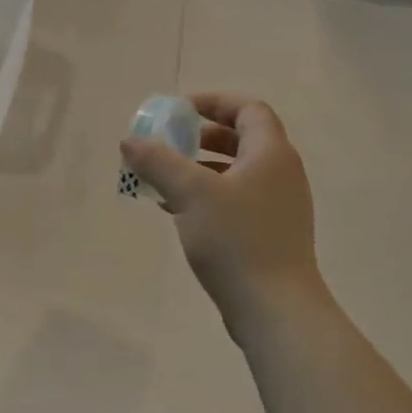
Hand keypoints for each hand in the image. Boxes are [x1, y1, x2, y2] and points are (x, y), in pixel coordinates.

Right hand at [119, 93, 322, 321]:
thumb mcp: (189, 192)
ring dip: (200, 168)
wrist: (275, 310)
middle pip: (242, 139)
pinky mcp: (270, 234)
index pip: (248, 109)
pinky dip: (207, 195)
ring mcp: (278, 207)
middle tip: (169, 142)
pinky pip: (236, 200)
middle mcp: (281, 174)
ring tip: (164, 178)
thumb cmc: (236, 240)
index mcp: (271, 154)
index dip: (214, 102)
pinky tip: (176, 211)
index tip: (178, 111)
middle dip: (202, 136)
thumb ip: (157, 161)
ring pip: (236, 172)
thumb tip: (130, 140)